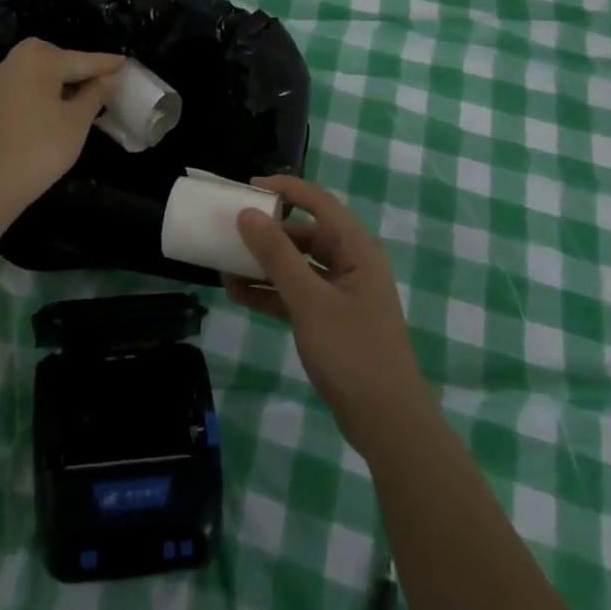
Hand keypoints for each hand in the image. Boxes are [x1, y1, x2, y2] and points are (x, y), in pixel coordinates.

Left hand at [0, 39, 123, 223]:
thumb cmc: (39, 148)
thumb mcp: (76, 122)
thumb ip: (95, 94)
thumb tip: (110, 78)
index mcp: (40, 58)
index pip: (83, 60)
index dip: (107, 65)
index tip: (127, 63)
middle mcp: (16, 60)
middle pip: (59, 61)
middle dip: (81, 70)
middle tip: (105, 84)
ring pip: (41, 74)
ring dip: (62, 82)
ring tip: (84, 98)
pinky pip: (26, 87)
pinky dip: (44, 92)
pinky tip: (55, 109)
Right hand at [228, 175, 430, 449]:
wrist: (385, 421)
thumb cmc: (352, 351)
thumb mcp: (309, 300)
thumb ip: (277, 256)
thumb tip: (247, 213)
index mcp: (356, 249)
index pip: (318, 203)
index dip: (284, 190)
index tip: (246, 188)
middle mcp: (351, 264)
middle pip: (305, 234)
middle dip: (267, 233)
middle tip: (229, 231)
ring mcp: (341, 293)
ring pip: (296, 266)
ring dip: (263, 265)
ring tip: (225, 267)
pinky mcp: (330, 319)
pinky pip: (295, 293)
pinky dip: (270, 292)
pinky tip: (238, 295)